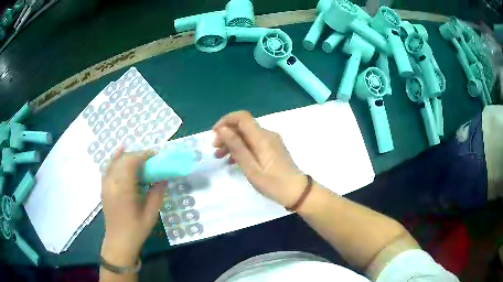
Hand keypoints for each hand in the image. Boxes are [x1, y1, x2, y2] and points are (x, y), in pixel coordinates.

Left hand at [100, 147, 163, 265]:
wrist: (119, 241)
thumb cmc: (136, 229)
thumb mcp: (150, 214)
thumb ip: (157, 194)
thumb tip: (163, 178)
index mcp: (124, 189)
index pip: (131, 162)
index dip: (143, 155)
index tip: (155, 155)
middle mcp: (112, 183)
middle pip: (123, 160)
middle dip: (137, 155)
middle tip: (151, 159)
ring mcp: (106, 184)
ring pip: (115, 162)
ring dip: (128, 156)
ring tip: (140, 157)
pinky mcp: (104, 187)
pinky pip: (108, 167)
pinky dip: (114, 158)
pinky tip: (120, 151)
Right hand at [213, 111, 306, 206]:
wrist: (296, 191)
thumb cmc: (272, 183)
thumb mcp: (251, 167)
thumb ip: (237, 147)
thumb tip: (222, 129)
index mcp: (262, 137)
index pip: (242, 117)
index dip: (225, 121)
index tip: (214, 134)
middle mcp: (267, 134)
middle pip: (243, 126)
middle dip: (226, 134)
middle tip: (215, 149)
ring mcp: (271, 141)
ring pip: (247, 135)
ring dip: (232, 142)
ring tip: (220, 156)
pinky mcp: (273, 148)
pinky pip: (253, 142)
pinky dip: (241, 147)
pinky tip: (233, 160)